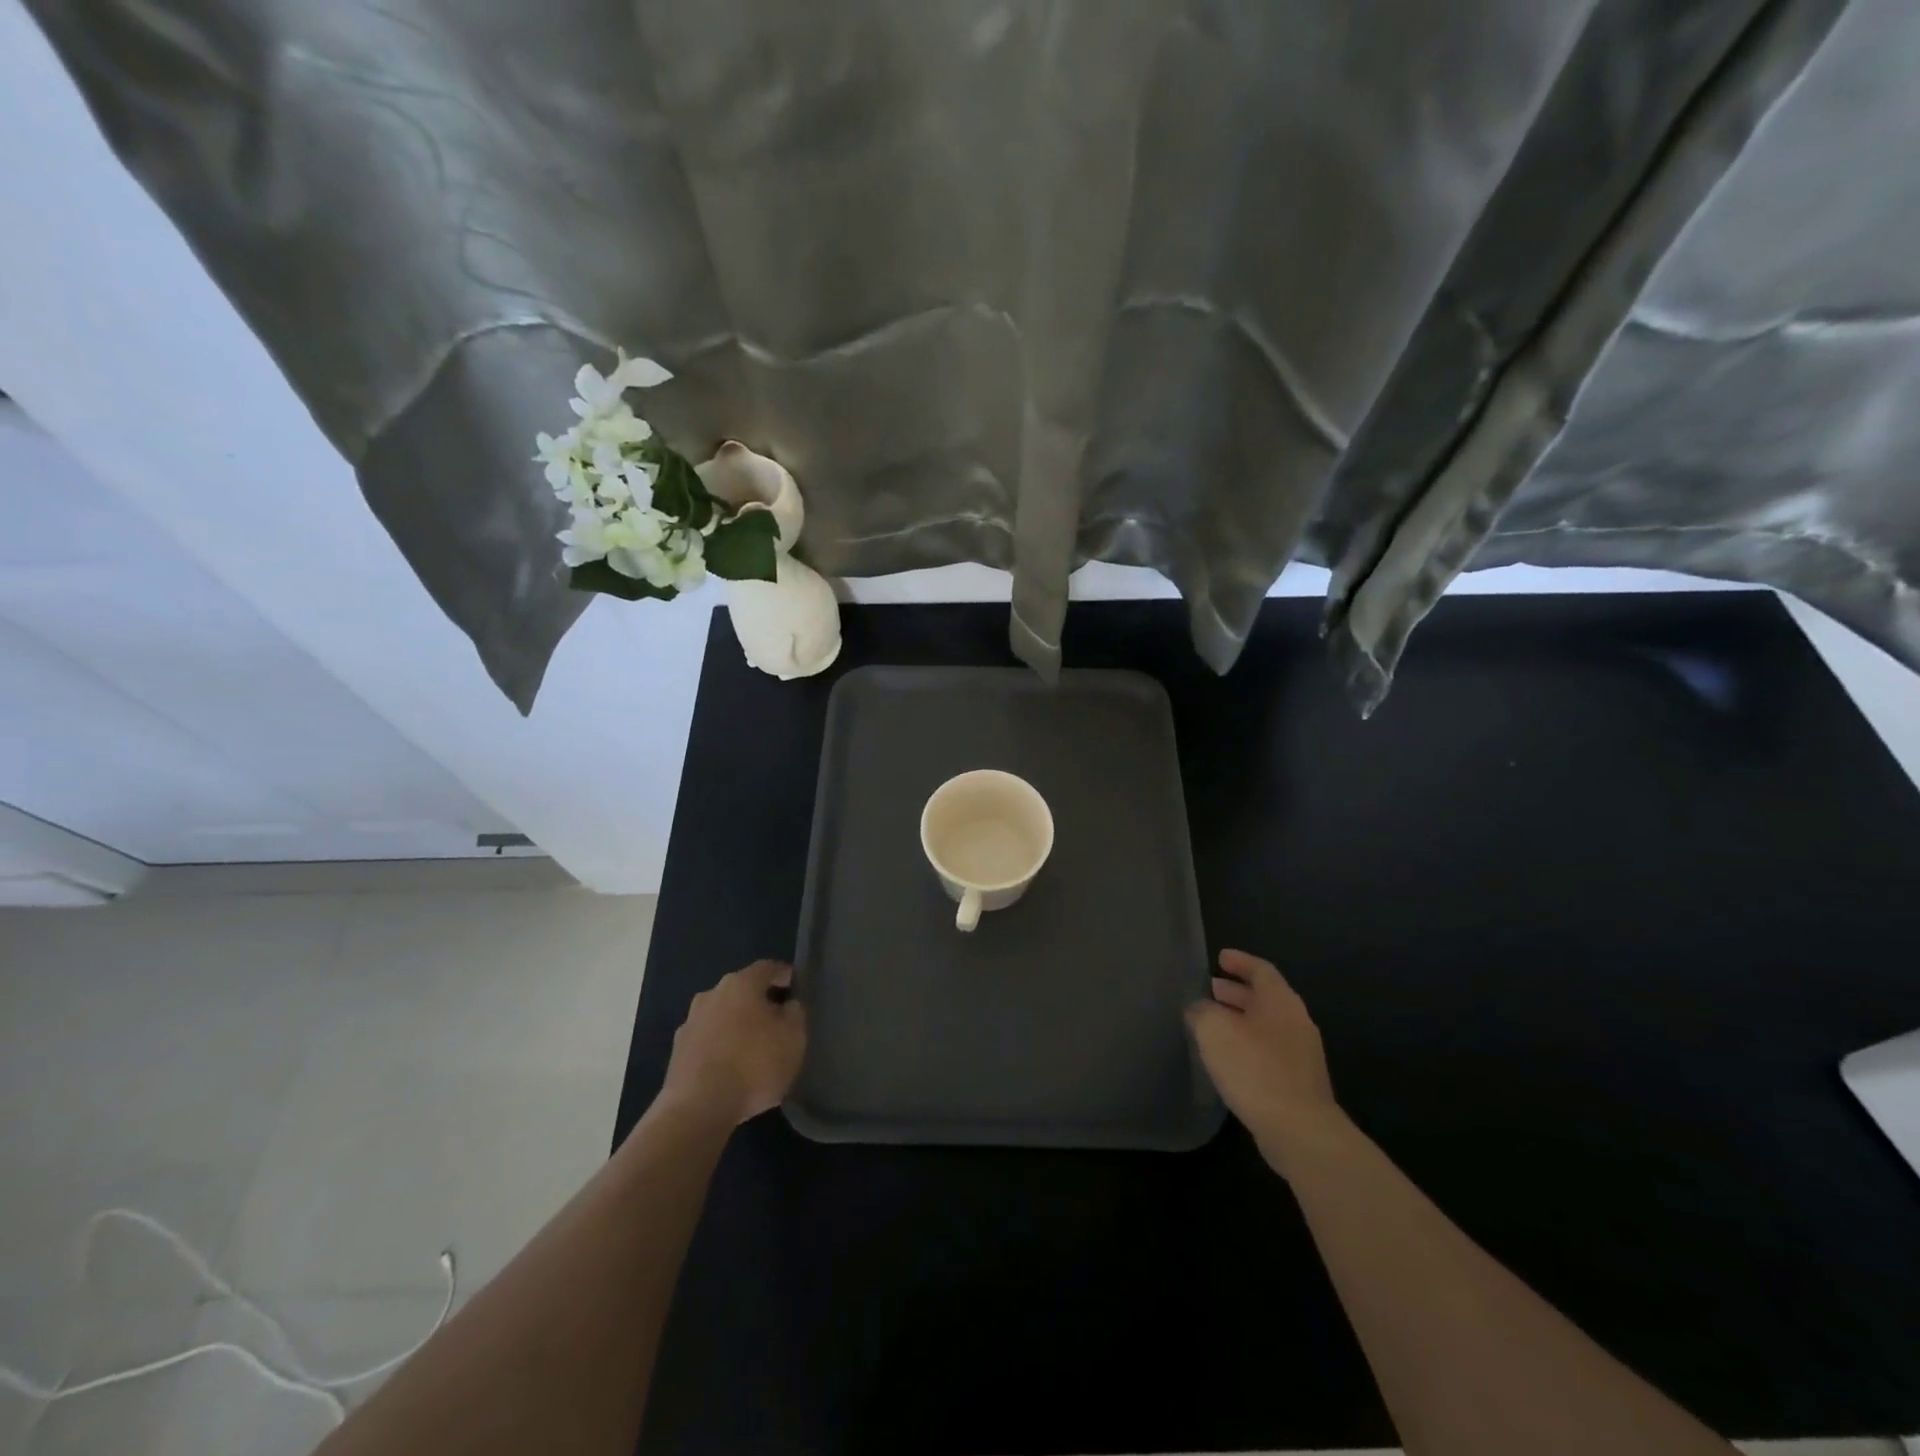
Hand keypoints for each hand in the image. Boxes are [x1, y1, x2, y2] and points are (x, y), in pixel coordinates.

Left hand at [660, 960, 806, 1125]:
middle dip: (760, 1002)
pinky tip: (732, 1069)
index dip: (785, 976)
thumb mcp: (794, 1037)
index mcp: (741, 984)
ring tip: (754, 1049)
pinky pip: (708, 1041)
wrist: (697, 1109)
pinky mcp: (677, 1053)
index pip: (768, 968)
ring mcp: (690, 1023)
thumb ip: (795, 1013)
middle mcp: (712, 994)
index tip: (796, 988)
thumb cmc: (753, 1064)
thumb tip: (786, 1006)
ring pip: (722, 1016)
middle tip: (778, 1021)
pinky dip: (721, 1048)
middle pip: (742, 991)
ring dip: (738, 1026)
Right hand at [1187, 949, 1342, 1167]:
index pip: (1261, 970)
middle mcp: (1295, 1022)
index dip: (1239, 961)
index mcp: (1281, 1001)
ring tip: (1212, 1024)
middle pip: (1264, 997)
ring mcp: (1301, 1055)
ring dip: (1239, 1020)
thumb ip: (1202, 1011)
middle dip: (1235, 992)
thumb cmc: (1255, 1070)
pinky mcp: (1298, 1083)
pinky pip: (1268, 1051)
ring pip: (1265, 1026)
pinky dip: (1246, 1045)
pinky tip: (1227, 1059)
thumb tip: (1200, 1009)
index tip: (1219, 958)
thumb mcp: (1214, 1030)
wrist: (1300, 1132)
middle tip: (1209, 990)